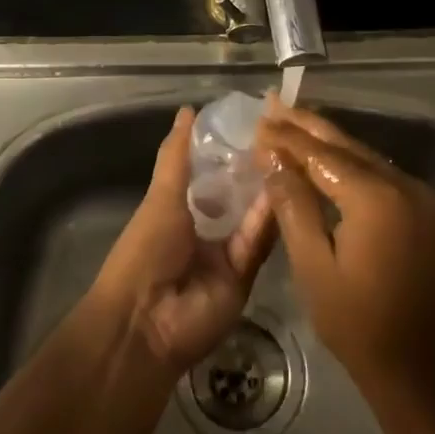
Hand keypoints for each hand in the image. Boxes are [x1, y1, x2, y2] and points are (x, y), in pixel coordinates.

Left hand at [92, 107, 276, 372]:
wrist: (145, 323)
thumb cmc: (145, 250)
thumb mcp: (162, 196)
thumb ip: (177, 156)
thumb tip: (188, 110)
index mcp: (181, 209)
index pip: (212, 173)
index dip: (231, 149)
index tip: (257, 122)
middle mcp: (206, 228)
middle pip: (237, 194)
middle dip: (256, 169)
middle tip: (284, 136)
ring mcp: (226, 253)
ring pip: (253, 216)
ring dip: (267, 189)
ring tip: (289, 155)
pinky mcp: (245, 276)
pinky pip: (259, 243)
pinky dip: (268, 219)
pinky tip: (283, 189)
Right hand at [255, 100, 434, 401]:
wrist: (422, 368)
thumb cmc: (358, 323)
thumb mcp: (313, 266)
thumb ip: (293, 205)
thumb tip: (272, 160)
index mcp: (375, 198)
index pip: (321, 153)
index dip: (287, 138)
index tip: (257, 123)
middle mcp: (402, 185)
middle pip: (345, 145)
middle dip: (306, 125)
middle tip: (273, 104)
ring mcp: (417, 197)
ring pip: (363, 156)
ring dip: (326, 141)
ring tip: (291, 121)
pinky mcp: (422, 211)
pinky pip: (378, 174)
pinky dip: (347, 162)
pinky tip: (324, 157)